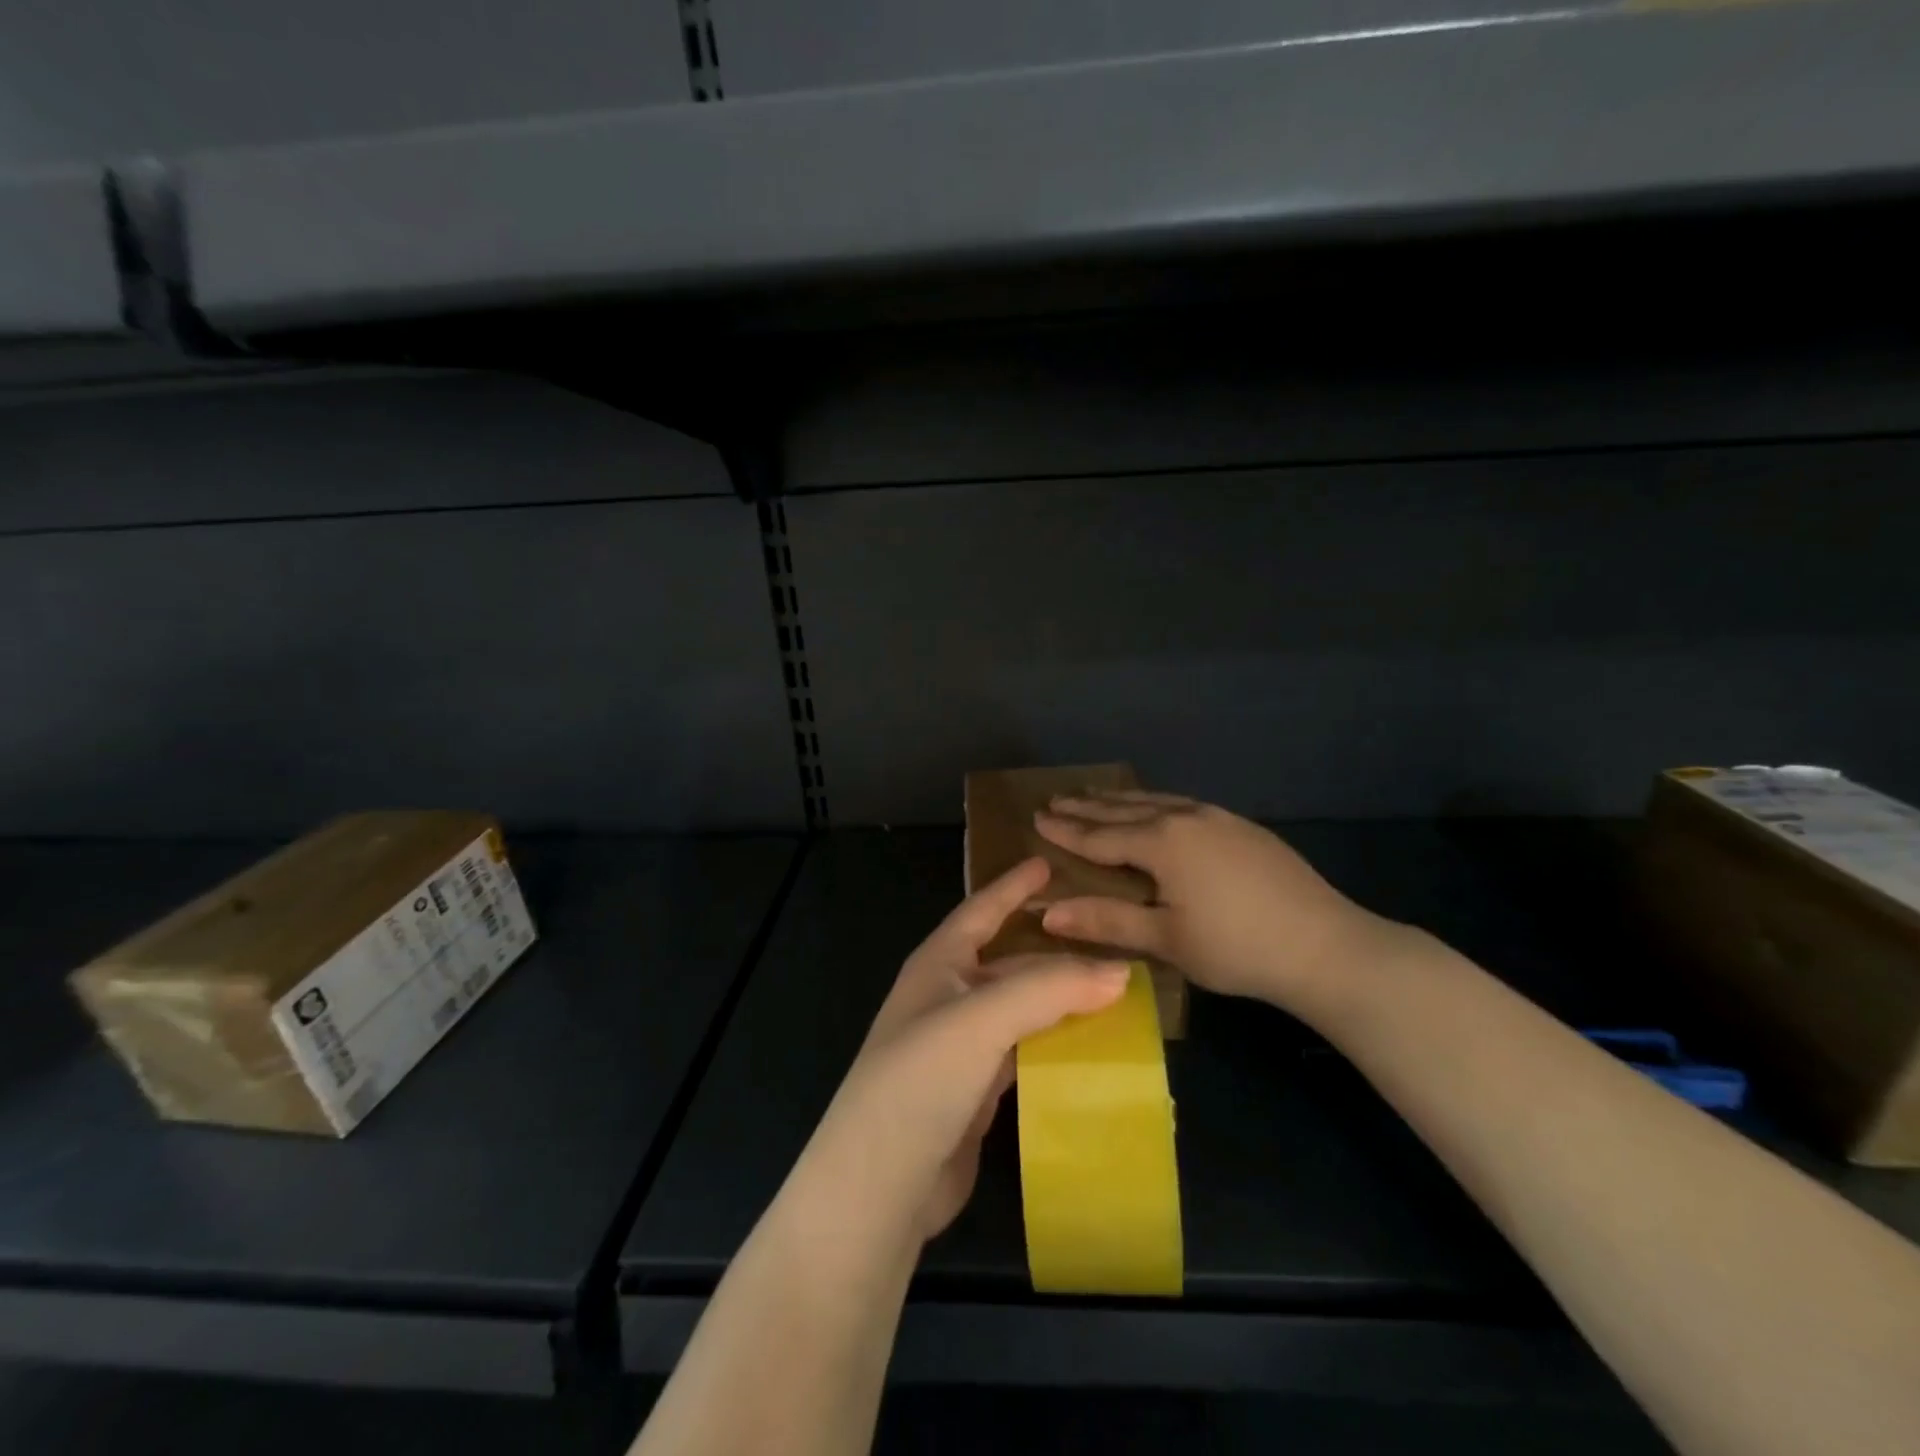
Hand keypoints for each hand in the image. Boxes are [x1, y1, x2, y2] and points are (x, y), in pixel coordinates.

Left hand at [789, 857, 1129, 1251]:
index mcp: (938, 964)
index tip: (1047, 863)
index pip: (981, 910)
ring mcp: (960, 1047)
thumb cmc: (921, 1078)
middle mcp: (947, 997)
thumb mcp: (983, 1018)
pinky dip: (1056, 1045)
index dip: (1013, 887)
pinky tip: (1092, 1048)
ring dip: (1061, 1001)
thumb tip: (1121, 971)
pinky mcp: (975, 1091)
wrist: (880, 1183)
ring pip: (1021, 1009)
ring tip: (1114, 992)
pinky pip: (1025, 1052)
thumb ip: (1050, 989)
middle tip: (1108, 940)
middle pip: (1009, 962)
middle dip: (1054, 952)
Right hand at [1034, 791, 1401, 1018]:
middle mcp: (1186, 818)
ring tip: (1096, 795)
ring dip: (1121, 800)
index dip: (1066, 831)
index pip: (1100, 836)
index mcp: (1162, 842)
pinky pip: (1184, 805)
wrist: (1326, 945)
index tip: (1037, 818)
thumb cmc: (1236, 947)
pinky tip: (1158, 809)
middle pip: (1125, 810)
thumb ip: (1107, 920)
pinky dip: (1155, 804)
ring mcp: (1219, 818)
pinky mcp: (1243, 828)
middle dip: (1088, 806)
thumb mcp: (1166, 939)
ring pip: (1157, 801)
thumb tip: (1047, 912)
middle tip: (1056, 798)